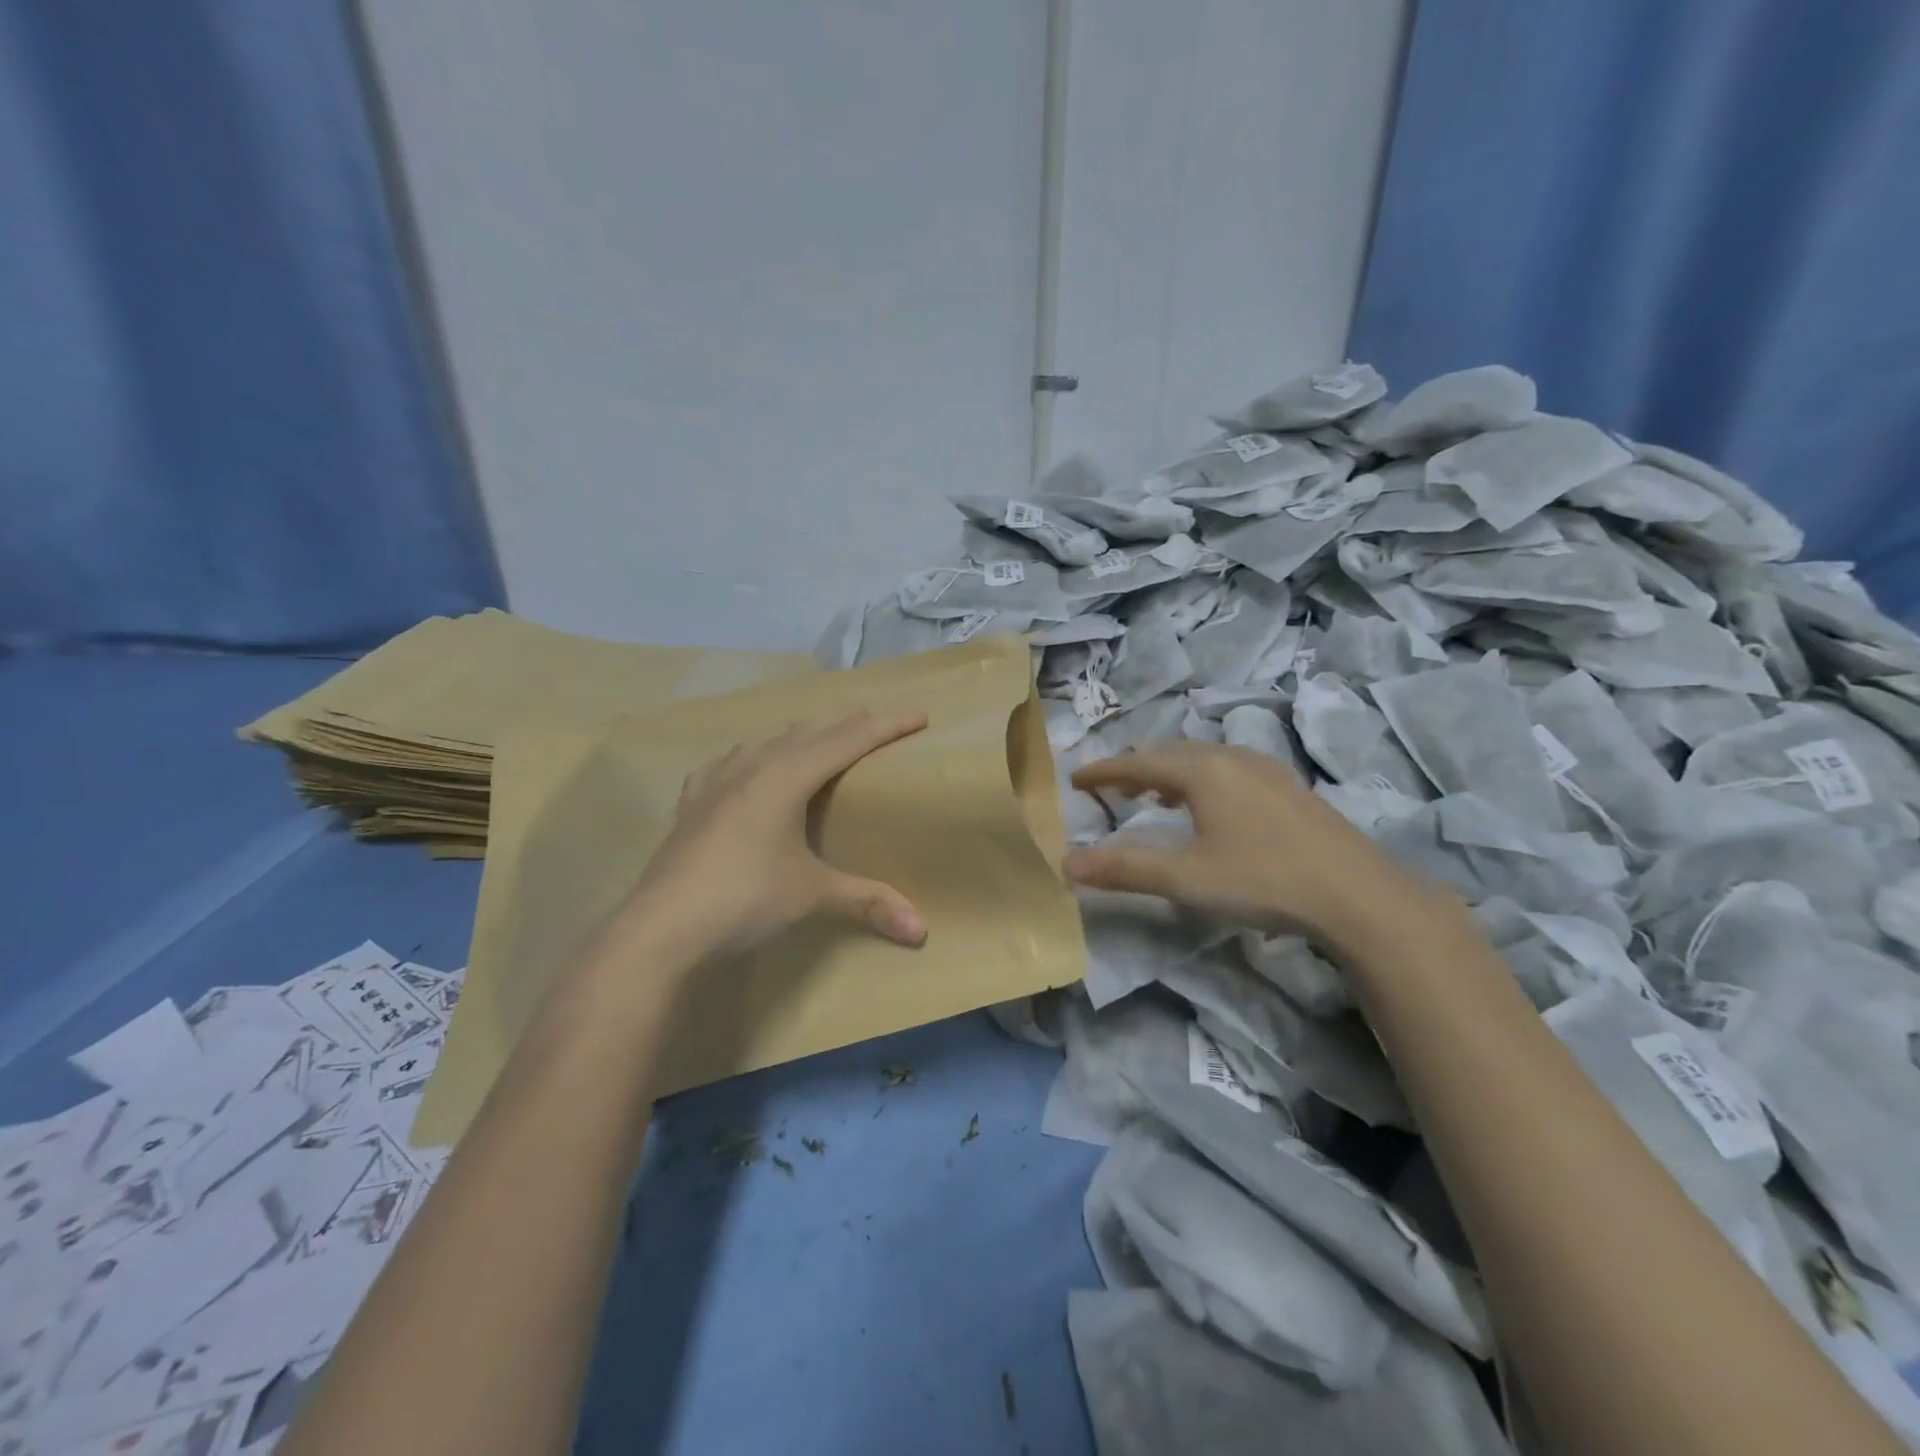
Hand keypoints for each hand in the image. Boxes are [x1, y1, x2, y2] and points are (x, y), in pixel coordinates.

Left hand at [613, 710, 929, 961]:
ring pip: (768, 741)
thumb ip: (868, 902)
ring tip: (821, 739)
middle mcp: (751, 767)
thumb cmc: (743, 900)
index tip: (919, 716)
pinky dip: (752, 757)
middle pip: (809, 731)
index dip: (886, 725)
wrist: (660, 929)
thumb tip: (921, 932)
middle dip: (849, 722)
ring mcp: (716, 782)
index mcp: (785, 777)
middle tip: (880, 723)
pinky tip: (745, 767)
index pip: (847, 740)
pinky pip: (729, 764)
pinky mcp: (692, 803)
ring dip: (802, 735)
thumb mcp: (811, 896)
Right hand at [1064, 742, 1455, 949]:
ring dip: (1171, 773)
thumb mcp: (1186, 879)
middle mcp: (1231, 757)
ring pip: (1203, 759)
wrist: (1359, 894)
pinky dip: (1202, 780)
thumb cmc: (1263, 880)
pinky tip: (1212, 806)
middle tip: (1110, 788)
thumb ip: (1124, 868)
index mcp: (1202, 771)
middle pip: (1170, 754)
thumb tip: (1067, 865)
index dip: (1103, 771)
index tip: (1074, 778)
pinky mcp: (1289, 786)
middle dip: (1135, 769)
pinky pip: (1230, 769)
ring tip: (1154, 796)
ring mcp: (1266, 768)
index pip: (1137, 763)